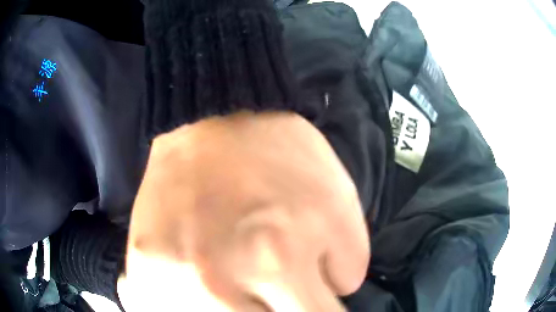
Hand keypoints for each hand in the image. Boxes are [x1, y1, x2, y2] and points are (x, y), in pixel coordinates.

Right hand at [118, 112, 369, 310]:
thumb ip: (349, 263)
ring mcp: (170, 280)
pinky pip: (165, 309)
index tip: (315, 301)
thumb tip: (336, 297)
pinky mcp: (143, 270)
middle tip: (278, 293)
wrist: (210, 120)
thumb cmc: (278, 157)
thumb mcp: (337, 202)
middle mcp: (219, 284)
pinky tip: (200, 292)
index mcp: (278, 261)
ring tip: (239, 290)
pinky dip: (186, 307)